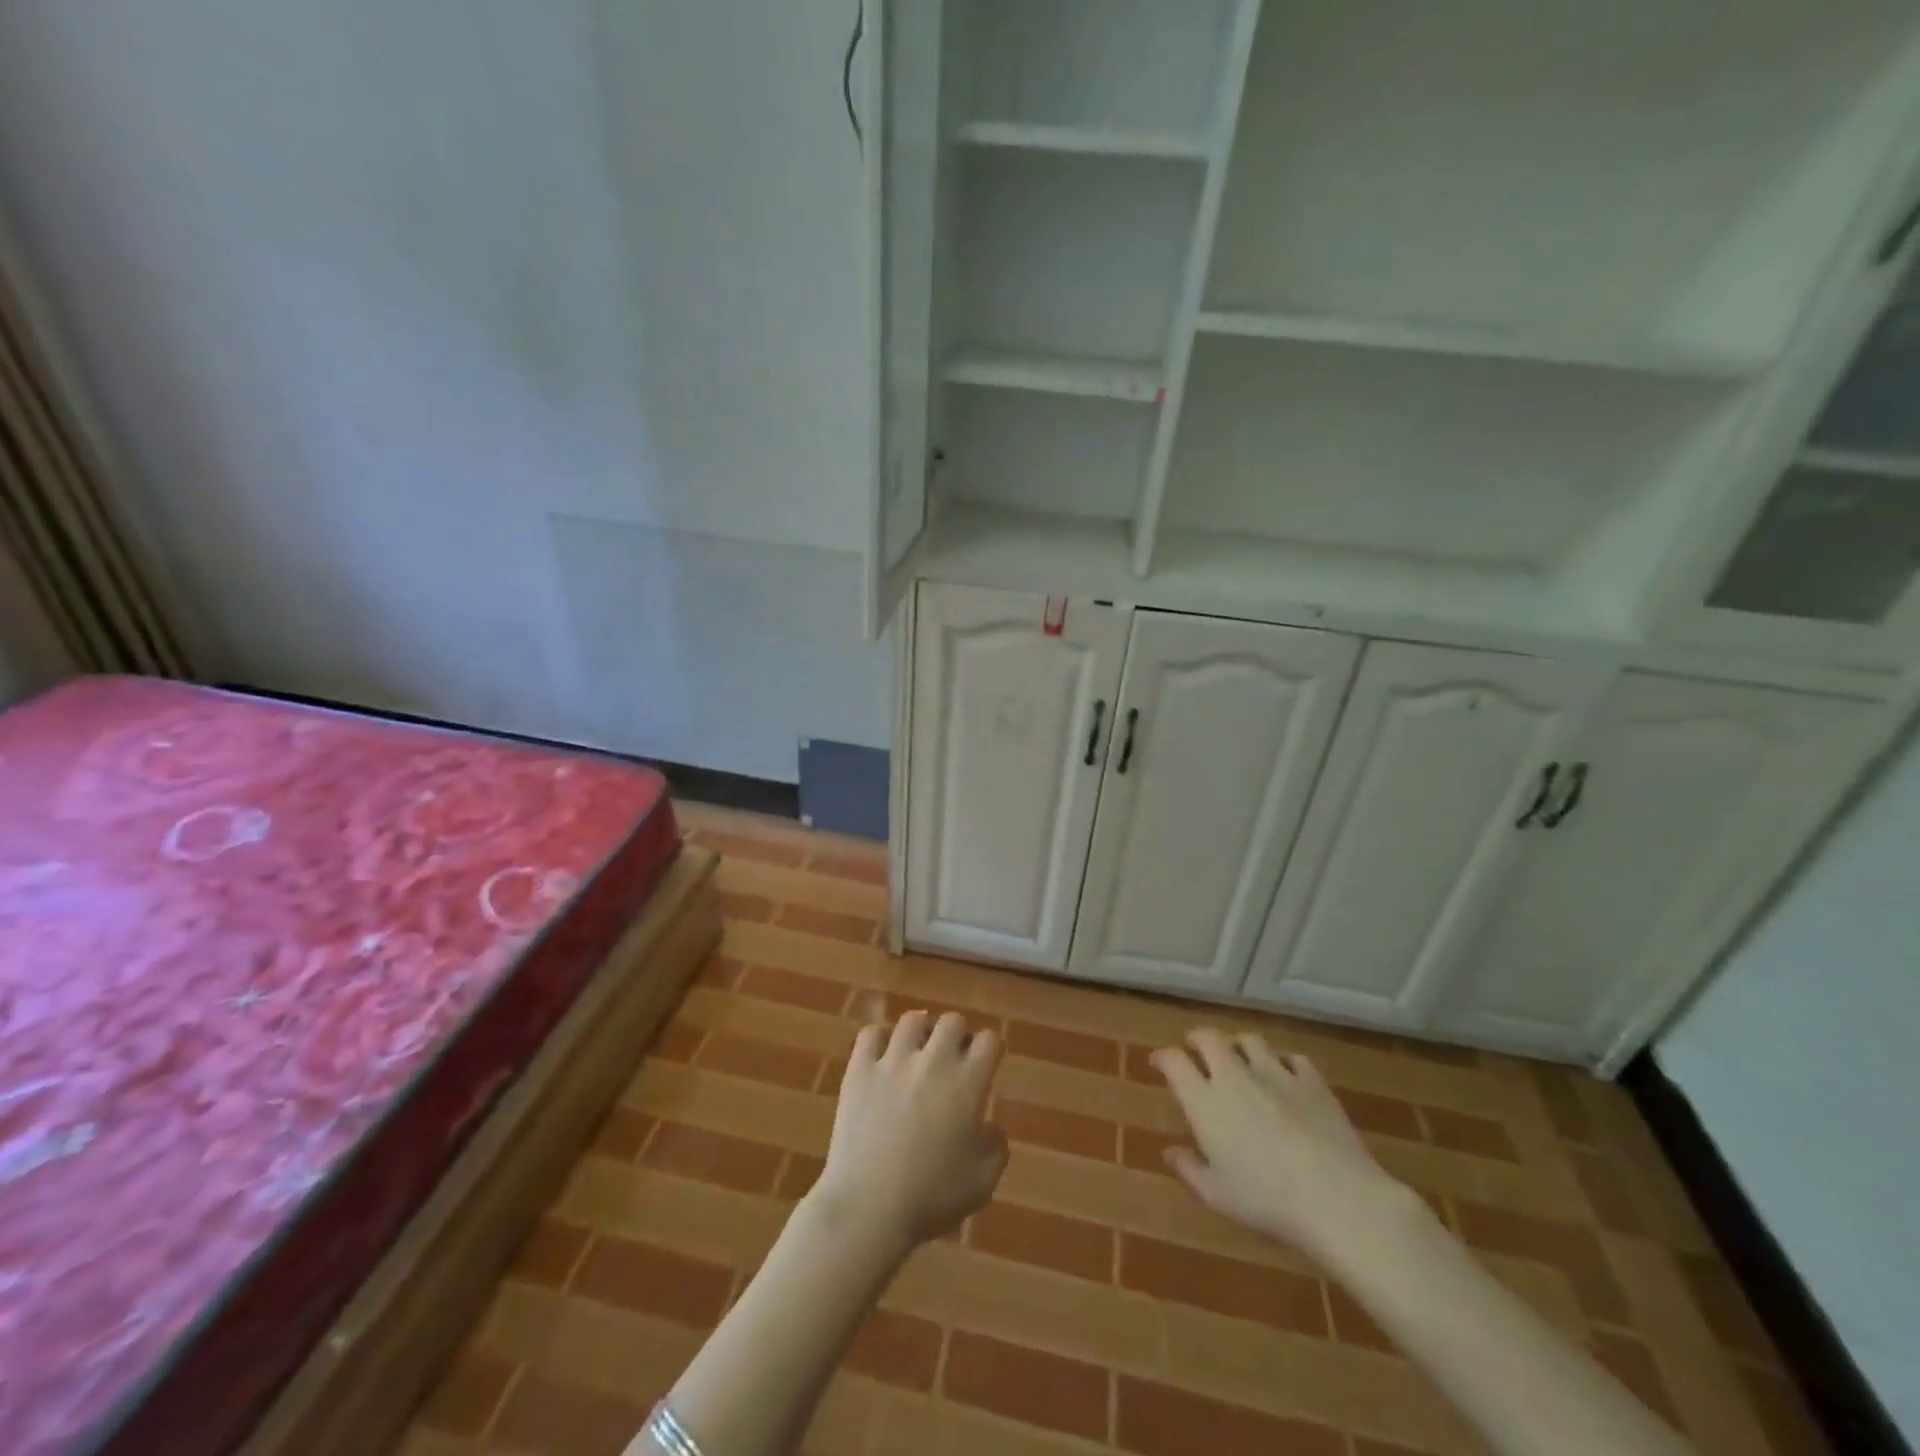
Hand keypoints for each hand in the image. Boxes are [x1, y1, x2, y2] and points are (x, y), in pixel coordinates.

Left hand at [813, 1011, 1007, 1250]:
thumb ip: (996, 1148)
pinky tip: (881, 1056)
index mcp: (967, 1083)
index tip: (986, 1061)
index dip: (990, 1048)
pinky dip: (878, 1040)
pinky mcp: (859, 1069)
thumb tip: (991, 1126)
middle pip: (952, 1020)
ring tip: (917, 1050)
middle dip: (957, 1035)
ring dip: (920, 1031)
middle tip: (952, 1058)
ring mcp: (893, 1061)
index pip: (989, 1040)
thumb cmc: (930, 1199)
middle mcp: (933, 1061)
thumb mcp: (982, 1183)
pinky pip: (870, 1034)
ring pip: (912, 1019)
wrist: (869, 1207)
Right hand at [1152, 1029, 1414, 1266]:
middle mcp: (1235, 1076)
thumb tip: (1170, 1151)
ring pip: (1250, 1040)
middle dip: (1198, 1039)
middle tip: (1196, 1049)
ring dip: (1239, 1046)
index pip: (1174, 1061)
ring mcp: (1276, 1074)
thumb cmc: (1267, 1202)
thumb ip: (1189, 1170)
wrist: (1336, 1198)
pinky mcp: (1312, 1081)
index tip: (1160, 1062)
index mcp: (1205, 1101)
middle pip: (1210, 1038)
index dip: (1163, 1057)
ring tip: (1241, 1058)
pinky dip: (1284, 1063)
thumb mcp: (1218, 1196)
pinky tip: (1287, 1077)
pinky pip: (1293, 1058)